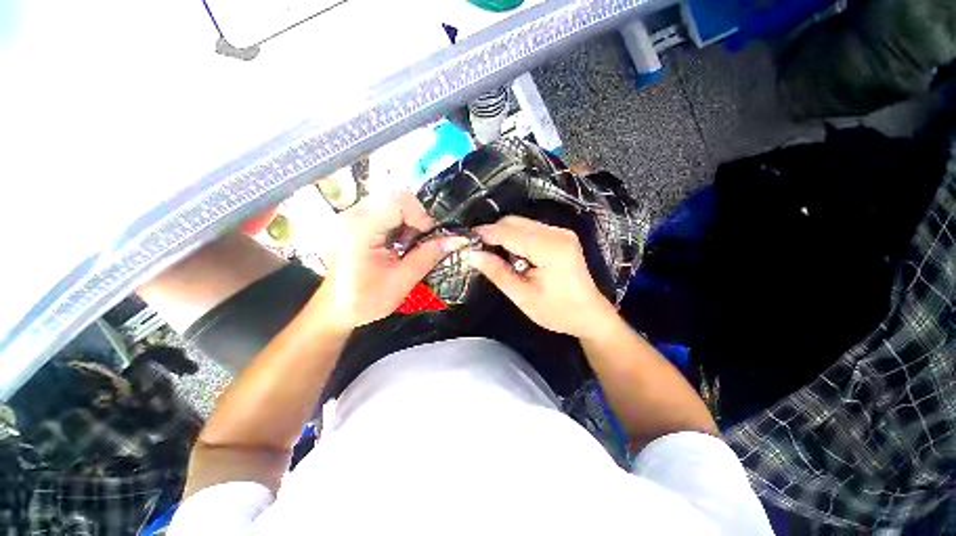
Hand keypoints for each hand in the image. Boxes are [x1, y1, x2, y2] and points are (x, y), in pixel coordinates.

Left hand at [316, 192, 465, 330]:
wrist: (335, 308)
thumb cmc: (365, 299)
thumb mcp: (403, 280)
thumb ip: (429, 256)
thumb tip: (458, 239)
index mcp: (361, 229)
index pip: (398, 201)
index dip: (420, 215)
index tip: (427, 237)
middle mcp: (352, 215)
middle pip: (395, 196)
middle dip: (416, 216)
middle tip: (420, 240)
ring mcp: (352, 215)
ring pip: (391, 201)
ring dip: (408, 219)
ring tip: (409, 243)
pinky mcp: (355, 220)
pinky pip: (384, 209)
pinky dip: (399, 222)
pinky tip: (398, 242)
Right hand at [470, 216, 615, 337]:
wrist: (590, 314)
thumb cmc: (557, 311)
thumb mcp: (523, 297)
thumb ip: (498, 273)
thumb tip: (473, 254)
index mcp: (549, 249)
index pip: (508, 232)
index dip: (484, 234)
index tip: (465, 239)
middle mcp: (556, 233)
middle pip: (514, 222)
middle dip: (493, 233)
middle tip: (479, 251)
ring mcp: (561, 232)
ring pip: (522, 224)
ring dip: (505, 236)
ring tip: (499, 258)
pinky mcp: (561, 235)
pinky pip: (531, 229)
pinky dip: (517, 238)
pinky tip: (516, 257)